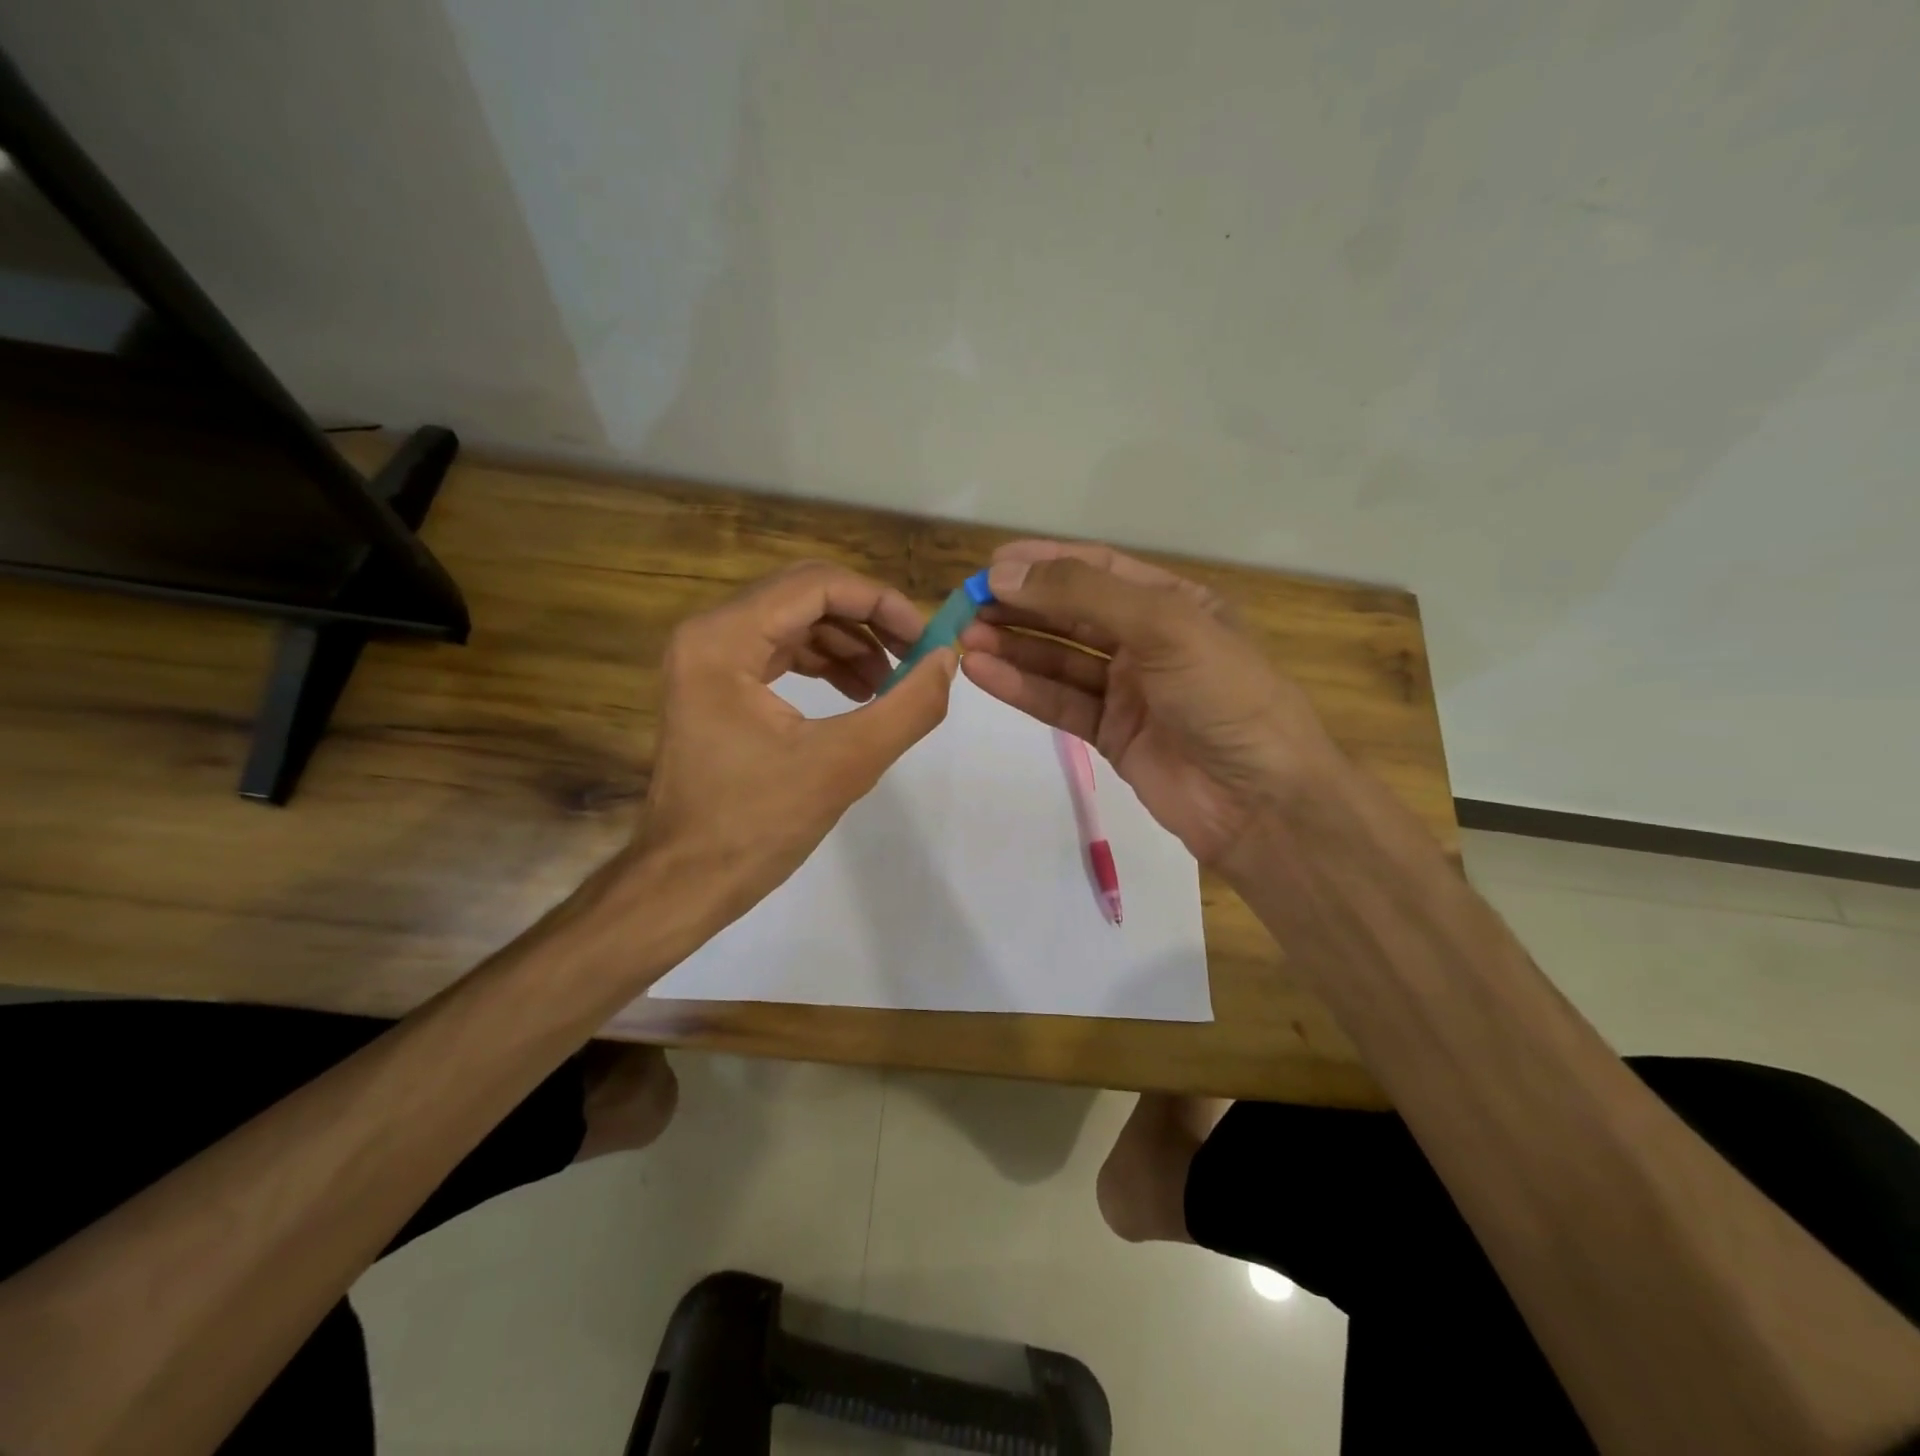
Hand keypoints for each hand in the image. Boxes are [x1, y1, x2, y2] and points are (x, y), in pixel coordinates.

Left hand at [630, 561, 956, 930]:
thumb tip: (947, 658)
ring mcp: (709, 659)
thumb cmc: (756, 825)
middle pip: (805, 594)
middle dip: (868, 619)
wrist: (686, 882)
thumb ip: (908, 707)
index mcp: (724, 640)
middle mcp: (709, 634)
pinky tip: (861, 694)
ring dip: (850, 643)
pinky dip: (826, 664)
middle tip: (915, 654)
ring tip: (892, 684)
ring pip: (796, 622)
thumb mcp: (845, 764)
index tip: (926, 639)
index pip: (816, 585)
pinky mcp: (717, 685)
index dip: (880, 602)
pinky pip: (781, 652)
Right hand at [957, 541, 1341, 867]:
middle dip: (1022, 607)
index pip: (1099, 569)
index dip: (1045, 563)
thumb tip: (1005, 574)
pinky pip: (1060, 702)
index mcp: (1174, 603)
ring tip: (965, 637)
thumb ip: (1084, 595)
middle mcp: (1149, 641)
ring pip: (1060, 659)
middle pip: (1073, 614)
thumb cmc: (1224, 695)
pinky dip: (1022, 688)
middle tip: (967, 606)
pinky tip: (983, 673)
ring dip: (1014, 647)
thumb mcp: (1165, 626)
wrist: (1260, 801)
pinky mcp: (1111, 734)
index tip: (991, 567)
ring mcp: (1129, 690)